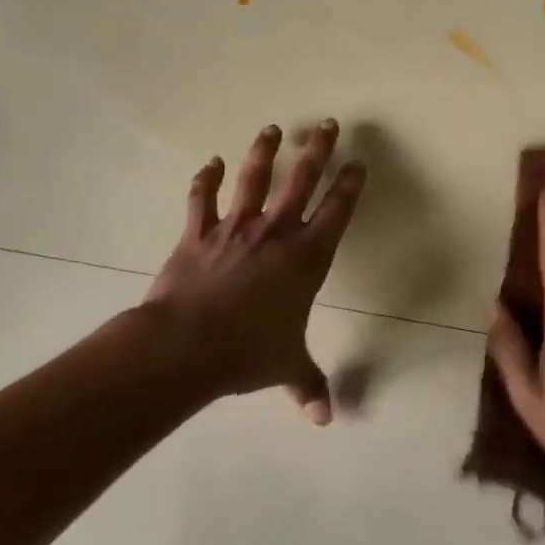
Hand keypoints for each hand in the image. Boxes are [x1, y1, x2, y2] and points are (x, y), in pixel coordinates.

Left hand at [145, 120, 364, 423]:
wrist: (186, 345)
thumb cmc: (247, 353)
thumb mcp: (286, 368)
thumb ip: (308, 386)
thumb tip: (325, 420)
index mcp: (305, 258)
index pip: (336, 212)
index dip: (349, 185)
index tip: (358, 162)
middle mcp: (275, 233)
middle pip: (301, 181)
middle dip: (317, 150)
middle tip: (328, 124)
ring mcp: (235, 228)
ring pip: (254, 178)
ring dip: (264, 151)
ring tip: (272, 129)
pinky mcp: (198, 233)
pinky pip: (202, 199)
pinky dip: (204, 179)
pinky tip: (209, 162)